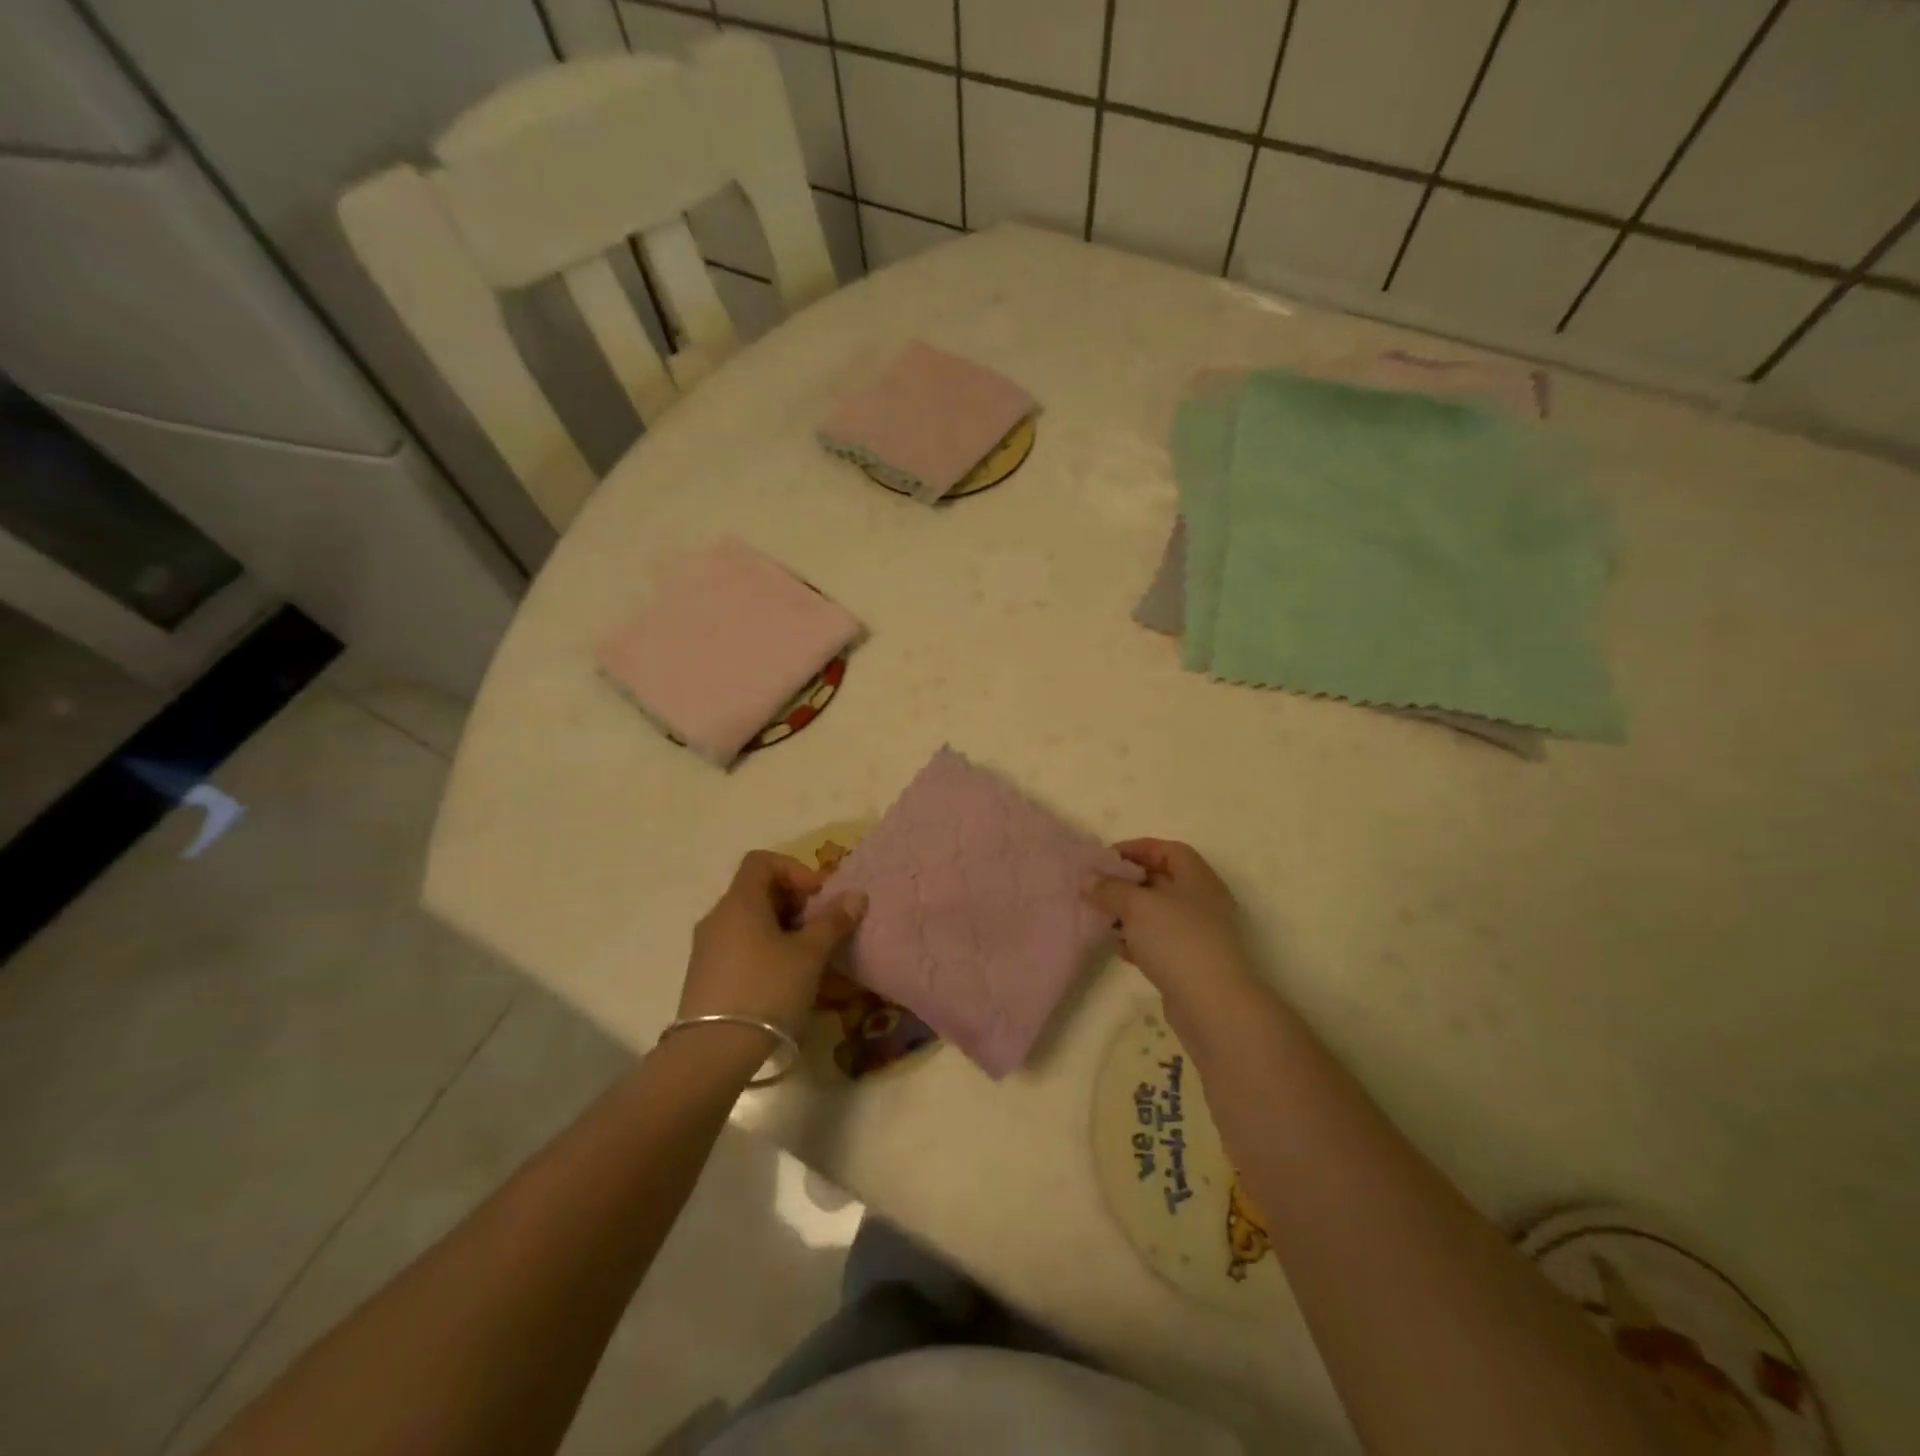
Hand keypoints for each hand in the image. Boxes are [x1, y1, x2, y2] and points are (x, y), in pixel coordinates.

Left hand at [680, 851, 866, 1035]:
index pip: (762, 861)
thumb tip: (856, 895)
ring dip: (780, 928)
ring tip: (804, 956)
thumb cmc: (767, 989)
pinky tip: (781, 979)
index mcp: (740, 901)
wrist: (713, 1051)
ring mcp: (706, 947)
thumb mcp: (809, 954)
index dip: (795, 870)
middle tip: (818, 928)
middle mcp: (718, 916)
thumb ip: (833, 921)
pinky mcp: (704, 975)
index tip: (818, 897)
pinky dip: (763, 948)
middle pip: (756, 890)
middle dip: (793, 901)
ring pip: (748, 920)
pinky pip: (737, 945)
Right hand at [1084, 839, 1262, 1028]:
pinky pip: (1159, 942)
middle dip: (1128, 882)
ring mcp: (1198, 934)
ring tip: (1102, 918)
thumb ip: (1110, 888)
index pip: (1168, 850)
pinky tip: (1118, 948)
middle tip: (1097, 887)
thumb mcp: (1136, 905)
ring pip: (1158, 914)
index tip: (1106, 858)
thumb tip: (1088, 879)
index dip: (1137, 848)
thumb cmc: (1176, 940)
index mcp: (1197, 878)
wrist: (1211, 1004)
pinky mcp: (1189, 962)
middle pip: (1161, 881)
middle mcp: (1202, 902)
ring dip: (1129, 913)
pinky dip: (1138, 940)